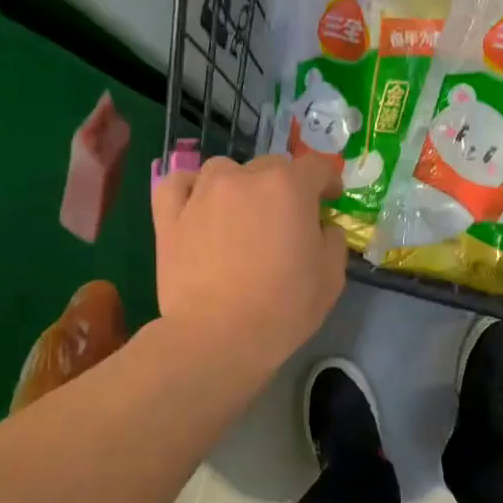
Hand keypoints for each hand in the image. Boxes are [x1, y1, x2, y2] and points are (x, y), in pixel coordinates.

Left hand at [152, 153, 346, 377]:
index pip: (316, 167)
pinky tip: (197, 205)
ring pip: (224, 169)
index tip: (329, 199)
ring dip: (239, 184)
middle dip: (285, 186)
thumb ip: (333, 240)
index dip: (328, 180)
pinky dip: (190, 189)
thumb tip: (323, 227)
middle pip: (271, 166)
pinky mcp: (170, 216)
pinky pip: (178, 184)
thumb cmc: (283, 309)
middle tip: (286, 219)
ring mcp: (202, 193)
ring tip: (241, 213)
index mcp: (289, 188)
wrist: (219, 336)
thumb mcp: (331, 278)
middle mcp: (244, 178)